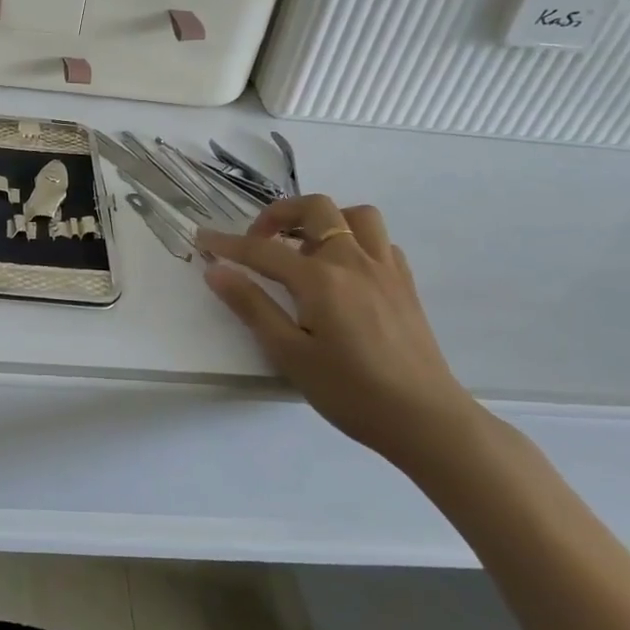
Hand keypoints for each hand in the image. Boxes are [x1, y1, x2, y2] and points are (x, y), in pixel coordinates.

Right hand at [198, 194, 479, 466]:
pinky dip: (357, 241)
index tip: (203, 238)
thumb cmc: (351, 392)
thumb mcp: (290, 354)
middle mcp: (353, 261)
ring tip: (305, 248)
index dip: (228, 243)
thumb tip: (216, 270)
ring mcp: (385, 269)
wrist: (426, 420)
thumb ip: (252, 306)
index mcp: (320, 279)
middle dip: (280, 214)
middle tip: (260, 241)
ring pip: (356, 215)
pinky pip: (381, 242)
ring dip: (325, 220)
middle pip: (315, 209)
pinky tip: (344, 270)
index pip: (263, 250)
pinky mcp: (405, 285)